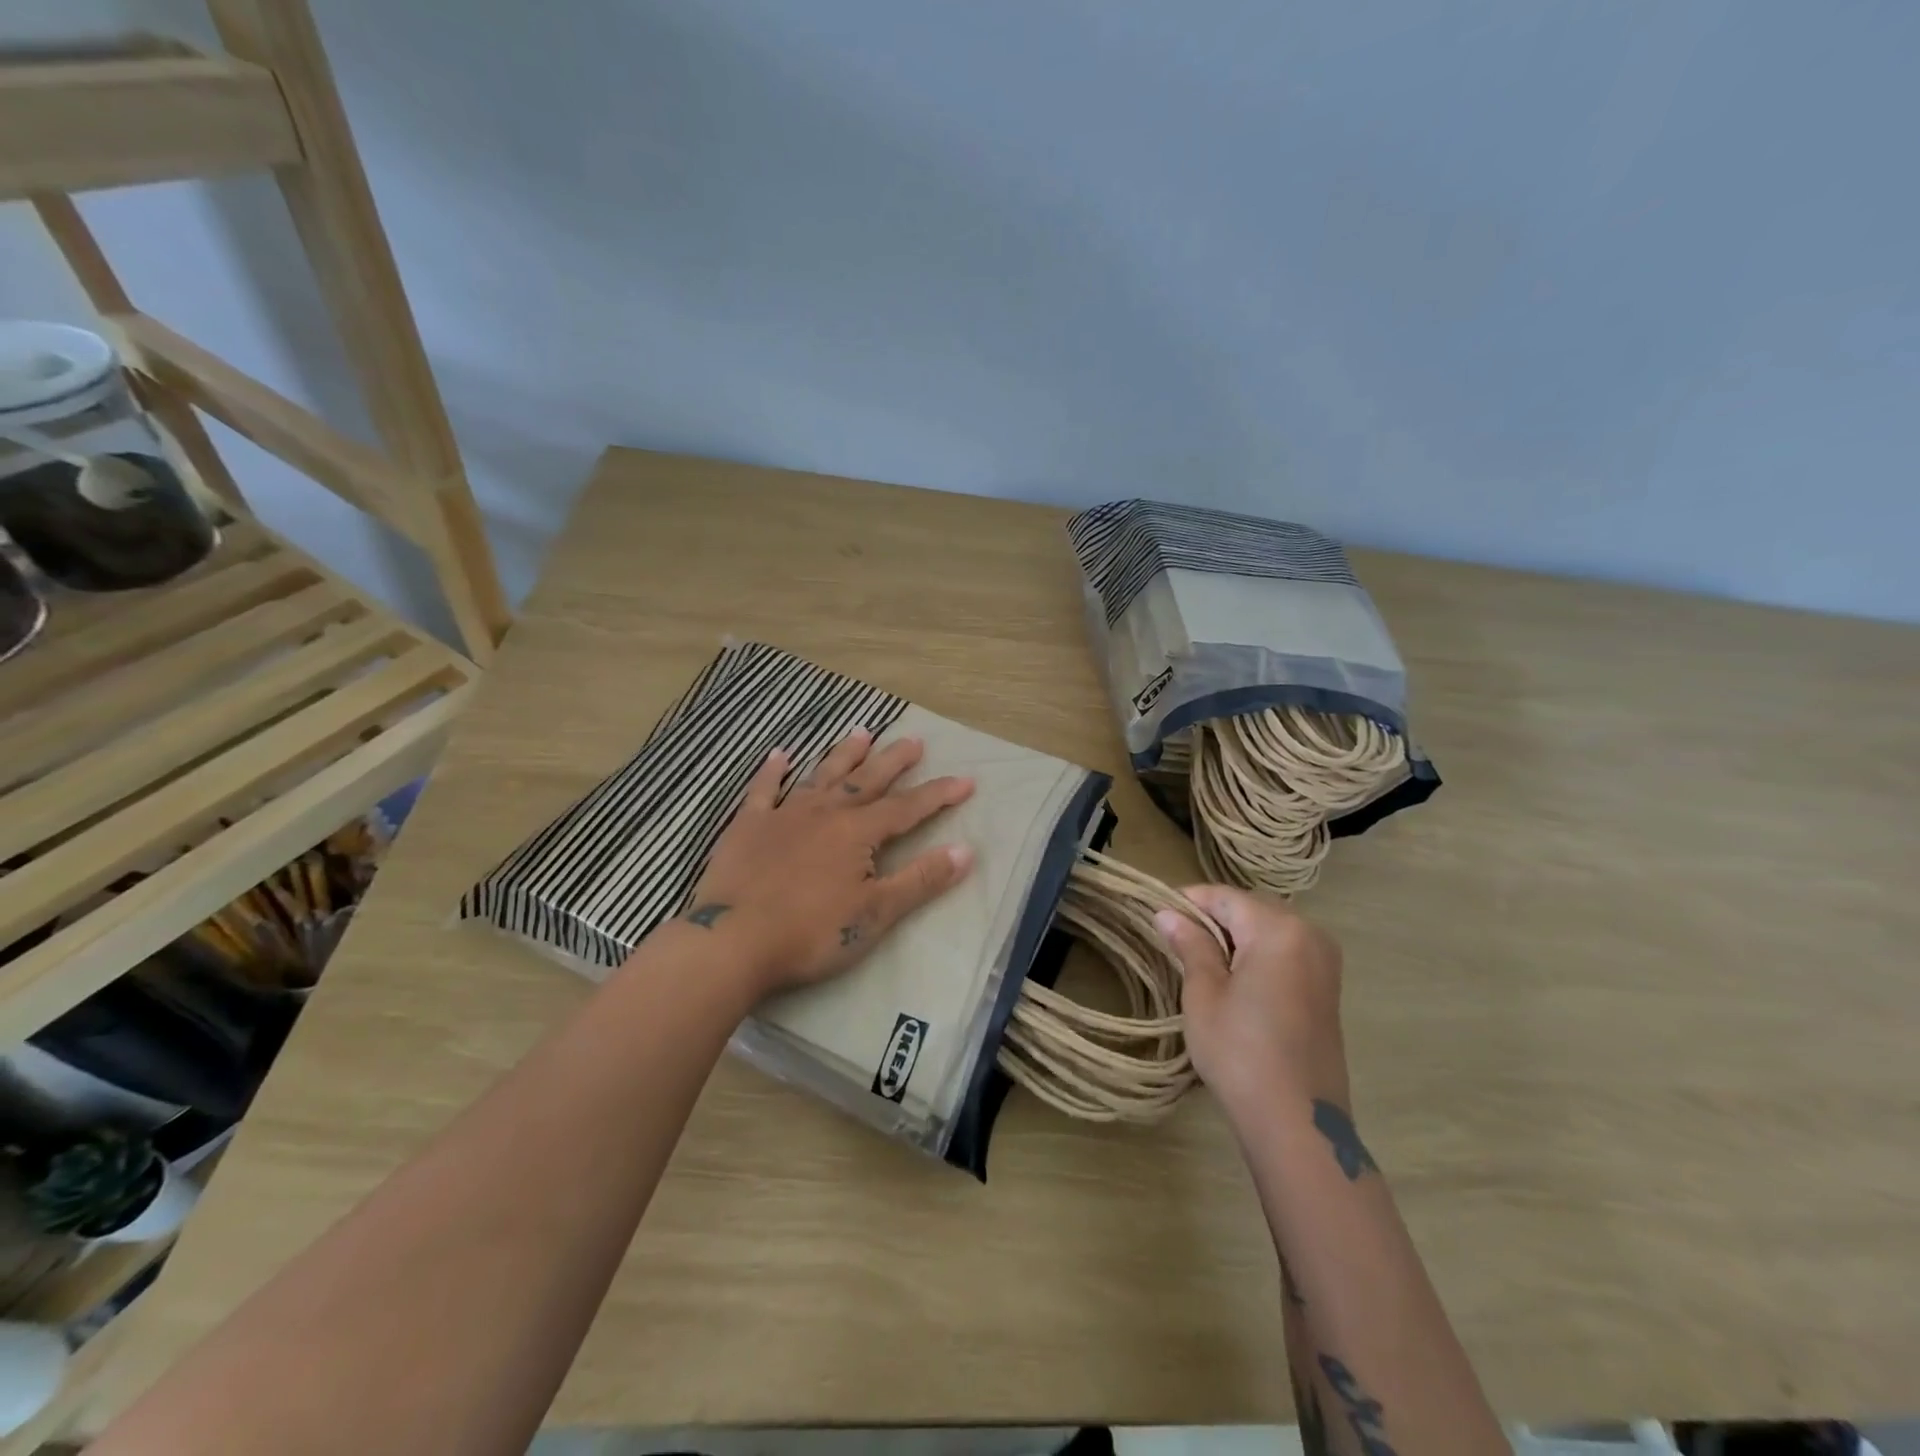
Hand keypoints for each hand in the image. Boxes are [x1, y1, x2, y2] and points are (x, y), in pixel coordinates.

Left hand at [676, 728, 974, 998]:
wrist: (733, 942)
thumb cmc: (811, 933)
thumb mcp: (876, 913)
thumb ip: (921, 880)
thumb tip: (965, 850)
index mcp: (858, 833)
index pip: (908, 808)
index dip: (939, 794)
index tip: (966, 779)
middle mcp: (825, 813)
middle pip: (867, 781)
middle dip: (894, 761)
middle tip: (914, 740)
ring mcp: (784, 815)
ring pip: (822, 776)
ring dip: (844, 755)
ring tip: (861, 733)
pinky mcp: (748, 827)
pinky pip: (763, 790)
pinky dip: (772, 772)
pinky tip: (779, 755)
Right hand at [1155, 885, 1349, 1120]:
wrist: (1297, 1122)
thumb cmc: (1240, 1052)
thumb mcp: (1204, 993)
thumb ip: (1190, 945)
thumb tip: (1166, 913)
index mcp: (1279, 929)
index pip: (1224, 897)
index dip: (1188, 902)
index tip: (1156, 916)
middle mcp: (1310, 934)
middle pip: (1250, 908)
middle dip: (1212, 918)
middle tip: (1175, 940)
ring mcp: (1324, 962)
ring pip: (1268, 929)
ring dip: (1234, 937)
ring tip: (1199, 961)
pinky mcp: (1327, 987)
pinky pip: (1285, 951)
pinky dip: (1257, 954)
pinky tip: (1233, 980)